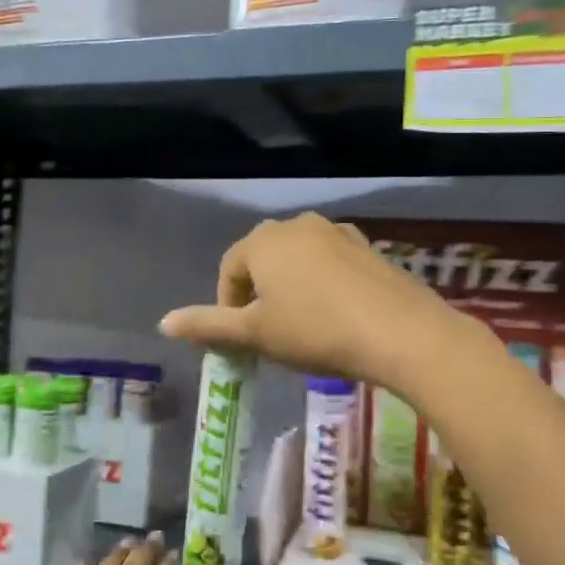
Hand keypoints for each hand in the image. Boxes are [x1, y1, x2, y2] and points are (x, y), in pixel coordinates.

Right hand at [159, 212, 454, 385]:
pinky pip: (330, 262)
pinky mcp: (366, 246)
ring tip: (302, 325)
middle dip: (259, 295)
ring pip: (297, 260)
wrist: (400, 332)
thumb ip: (208, 325)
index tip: (242, 340)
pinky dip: (323, 283)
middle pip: (263, 260)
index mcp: (263, 241)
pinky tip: (336, 313)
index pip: (229, 269)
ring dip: (291, 287)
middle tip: (269, 333)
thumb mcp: (255, 333)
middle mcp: (296, 225)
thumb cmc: (315, 331)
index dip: (227, 305)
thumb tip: (164, 323)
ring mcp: (336, 232)